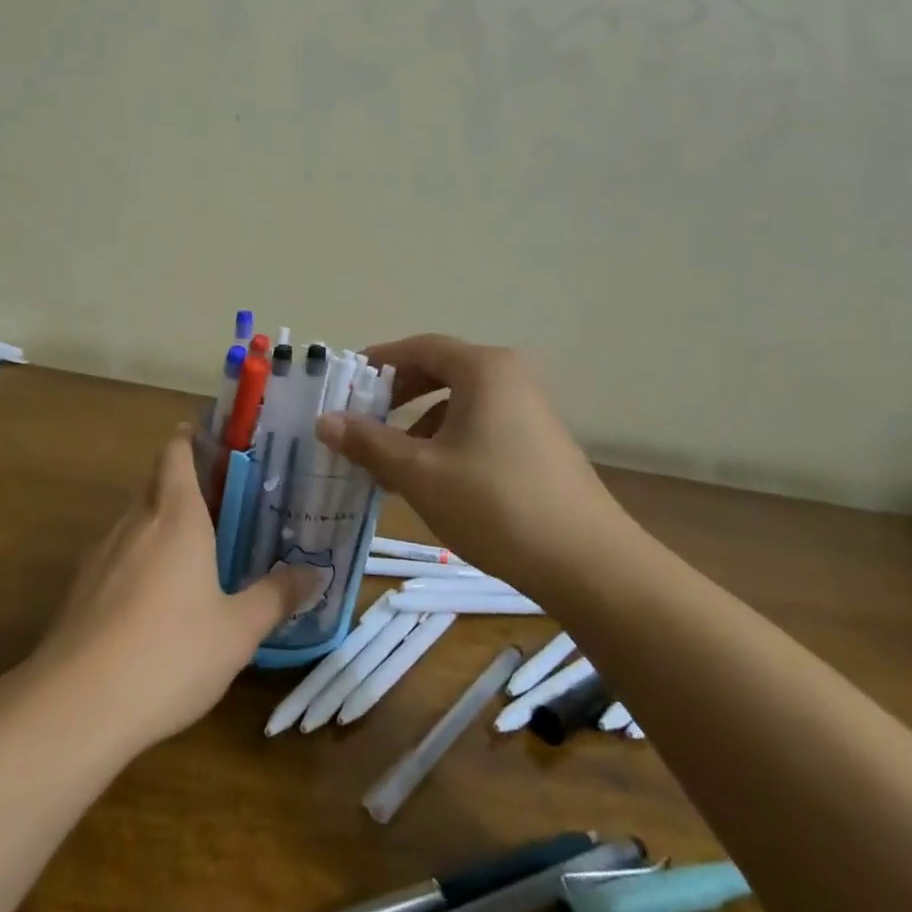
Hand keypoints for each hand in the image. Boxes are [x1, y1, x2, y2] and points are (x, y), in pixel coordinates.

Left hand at [32, 426, 323, 752]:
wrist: (77, 704)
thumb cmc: (170, 653)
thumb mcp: (238, 630)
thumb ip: (276, 596)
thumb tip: (314, 573)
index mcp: (175, 516)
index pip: (176, 453)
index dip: (191, 438)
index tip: (214, 441)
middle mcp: (135, 522)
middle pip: (155, 482)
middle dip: (182, 483)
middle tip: (222, 502)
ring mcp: (100, 554)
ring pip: (134, 520)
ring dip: (160, 523)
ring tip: (193, 550)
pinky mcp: (79, 588)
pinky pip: (116, 556)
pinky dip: (138, 559)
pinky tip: (154, 599)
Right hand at [315, 334, 622, 575]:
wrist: (587, 563)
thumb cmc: (494, 504)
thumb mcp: (419, 472)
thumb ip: (368, 442)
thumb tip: (324, 420)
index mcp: (484, 369)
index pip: (419, 348)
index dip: (378, 363)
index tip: (345, 384)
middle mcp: (510, 378)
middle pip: (440, 371)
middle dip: (396, 396)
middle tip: (361, 421)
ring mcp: (530, 410)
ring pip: (459, 404)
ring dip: (418, 426)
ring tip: (388, 462)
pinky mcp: (539, 443)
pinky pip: (480, 426)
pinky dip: (447, 442)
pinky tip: (430, 481)